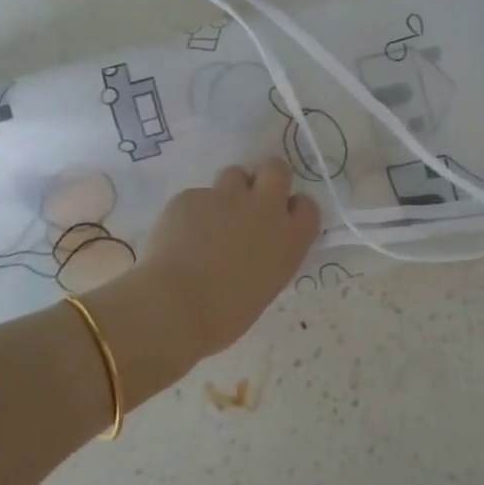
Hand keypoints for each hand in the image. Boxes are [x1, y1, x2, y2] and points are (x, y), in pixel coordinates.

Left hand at [141, 158, 321, 358]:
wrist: (175, 305)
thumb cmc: (225, 315)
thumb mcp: (264, 287)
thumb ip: (268, 257)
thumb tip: (255, 248)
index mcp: (289, 239)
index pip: (307, 206)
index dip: (293, 209)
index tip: (281, 219)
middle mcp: (264, 209)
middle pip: (276, 169)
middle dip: (266, 178)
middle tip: (251, 199)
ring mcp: (227, 197)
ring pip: (234, 174)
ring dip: (228, 191)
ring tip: (211, 219)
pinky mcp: (192, 195)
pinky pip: (197, 196)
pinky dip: (192, 212)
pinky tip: (179, 236)